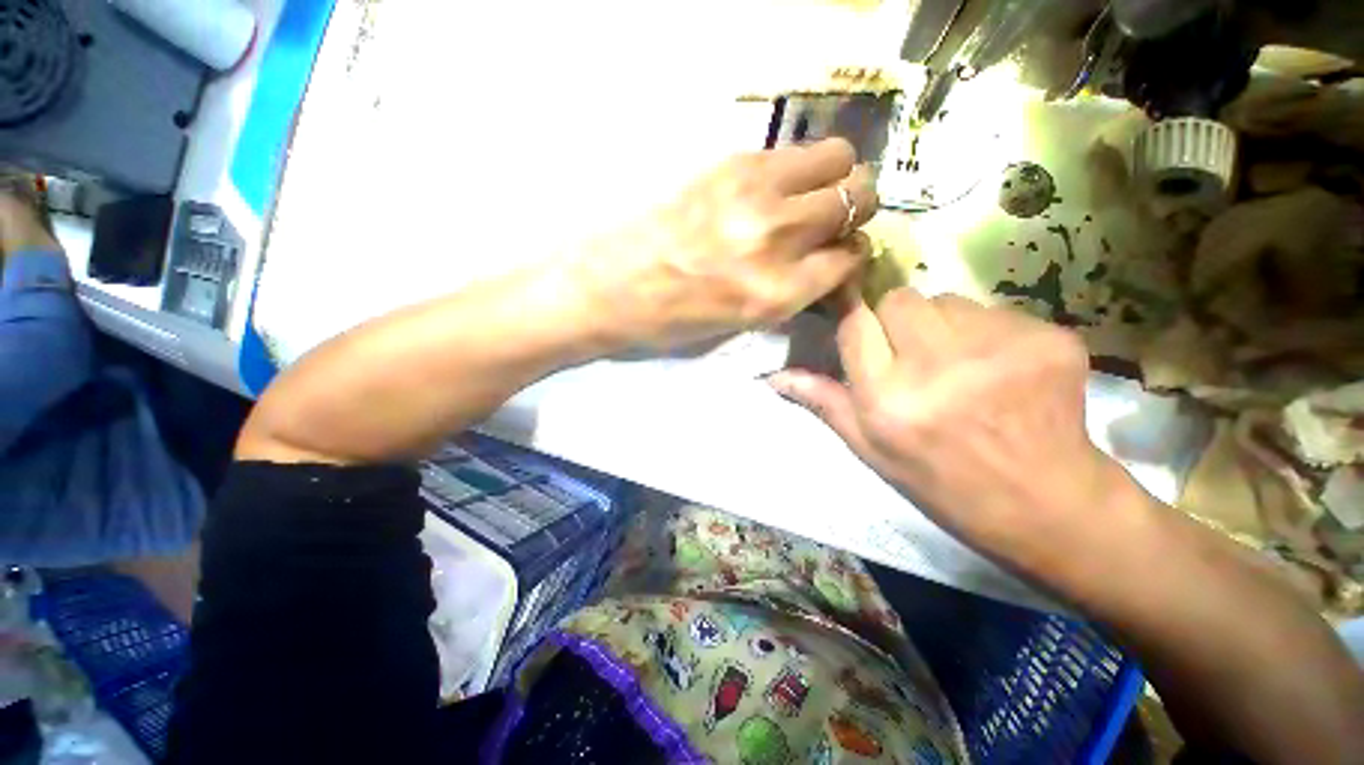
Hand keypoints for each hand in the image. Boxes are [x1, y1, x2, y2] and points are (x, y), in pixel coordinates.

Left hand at [577, 138, 876, 349]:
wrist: (610, 285)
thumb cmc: (671, 320)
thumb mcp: (741, 324)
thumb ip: (792, 292)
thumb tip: (826, 261)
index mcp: (777, 293)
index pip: (852, 259)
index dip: (850, 255)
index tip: (838, 253)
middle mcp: (778, 239)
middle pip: (858, 198)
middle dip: (855, 210)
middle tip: (832, 219)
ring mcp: (755, 195)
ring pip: (837, 159)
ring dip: (834, 178)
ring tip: (810, 195)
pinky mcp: (730, 164)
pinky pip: (790, 151)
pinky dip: (796, 168)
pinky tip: (772, 187)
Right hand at [769, 287, 1132, 577]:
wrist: (1043, 501)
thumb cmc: (940, 480)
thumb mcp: (869, 448)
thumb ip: (824, 402)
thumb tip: (773, 376)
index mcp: (888, 398)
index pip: (855, 323)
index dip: (854, 319)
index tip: (861, 326)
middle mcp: (938, 366)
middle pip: (900, 298)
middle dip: (897, 318)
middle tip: (913, 353)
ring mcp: (999, 348)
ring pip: (948, 299)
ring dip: (942, 324)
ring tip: (958, 364)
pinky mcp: (1048, 338)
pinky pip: (996, 311)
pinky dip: (987, 332)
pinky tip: (1000, 369)